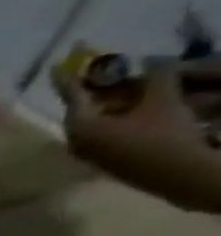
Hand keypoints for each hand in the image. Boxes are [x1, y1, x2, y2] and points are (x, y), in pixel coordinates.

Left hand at [51, 55, 220, 211]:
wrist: (181, 174)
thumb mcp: (163, 100)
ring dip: (114, 102)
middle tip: (109, 71)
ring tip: (132, 84)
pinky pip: (106, 131)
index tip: (55, 66)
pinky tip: (137, 106)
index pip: (73, 96)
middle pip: (85, 108)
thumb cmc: (166, 135)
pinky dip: (119, 116)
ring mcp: (89, 152)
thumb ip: (156, 77)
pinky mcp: (106, 160)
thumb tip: (152, 61)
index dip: (68, 78)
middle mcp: (76, 141)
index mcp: (80, 127)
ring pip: (97, 120)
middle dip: (99, 89)